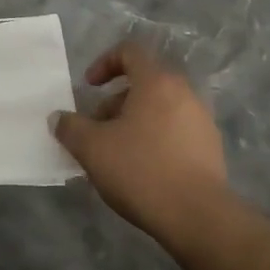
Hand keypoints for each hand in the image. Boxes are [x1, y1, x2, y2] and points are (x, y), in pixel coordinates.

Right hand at [51, 41, 231, 237]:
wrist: (198, 217)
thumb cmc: (141, 170)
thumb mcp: (92, 148)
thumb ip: (70, 127)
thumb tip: (58, 118)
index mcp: (157, 82)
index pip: (130, 52)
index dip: (104, 63)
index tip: (89, 87)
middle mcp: (184, 93)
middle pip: (144, 82)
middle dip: (115, 101)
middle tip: (97, 129)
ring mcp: (202, 121)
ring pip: (160, 108)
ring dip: (134, 122)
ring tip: (116, 154)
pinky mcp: (211, 148)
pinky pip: (175, 131)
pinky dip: (155, 139)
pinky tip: (142, 170)